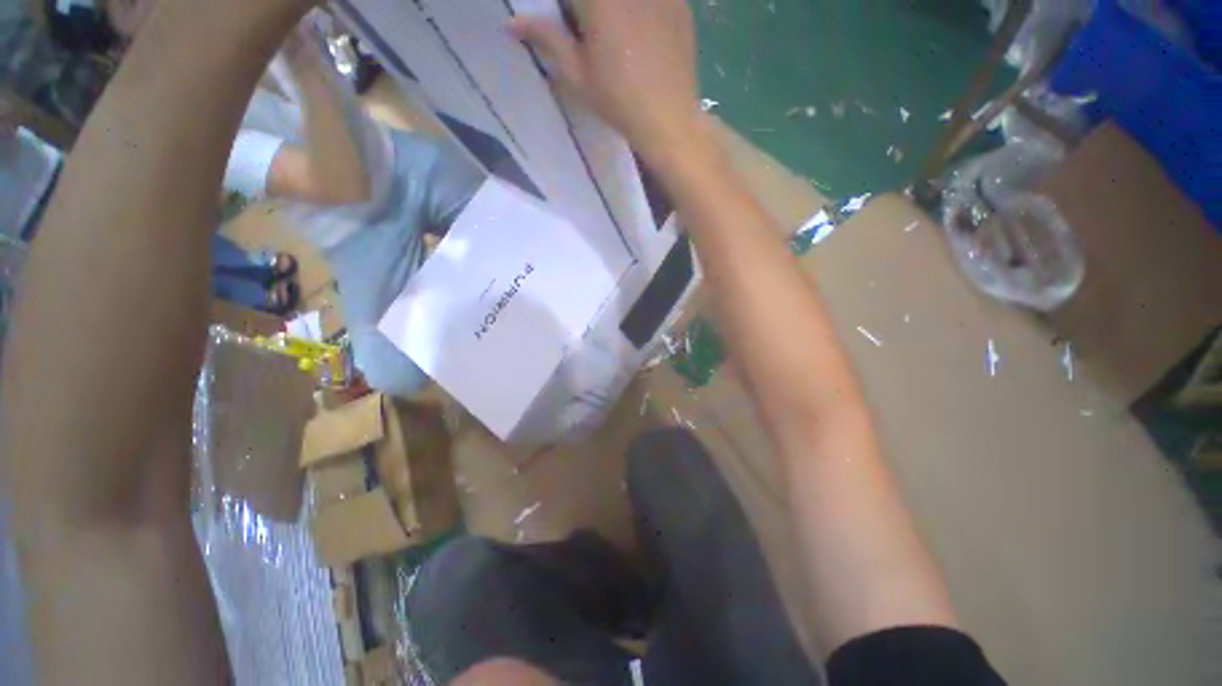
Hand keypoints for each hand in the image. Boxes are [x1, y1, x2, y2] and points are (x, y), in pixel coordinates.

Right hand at [511, 0, 704, 165]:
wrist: (669, 119)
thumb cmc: (618, 100)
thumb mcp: (577, 74)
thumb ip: (547, 39)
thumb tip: (513, 23)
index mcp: (599, 0)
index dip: (566, 9)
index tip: (564, 21)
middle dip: (587, 10)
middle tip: (585, 28)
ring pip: (626, 0)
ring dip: (614, 13)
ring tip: (613, 40)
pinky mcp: (680, 2)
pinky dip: (642, 11)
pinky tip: (641, 33)